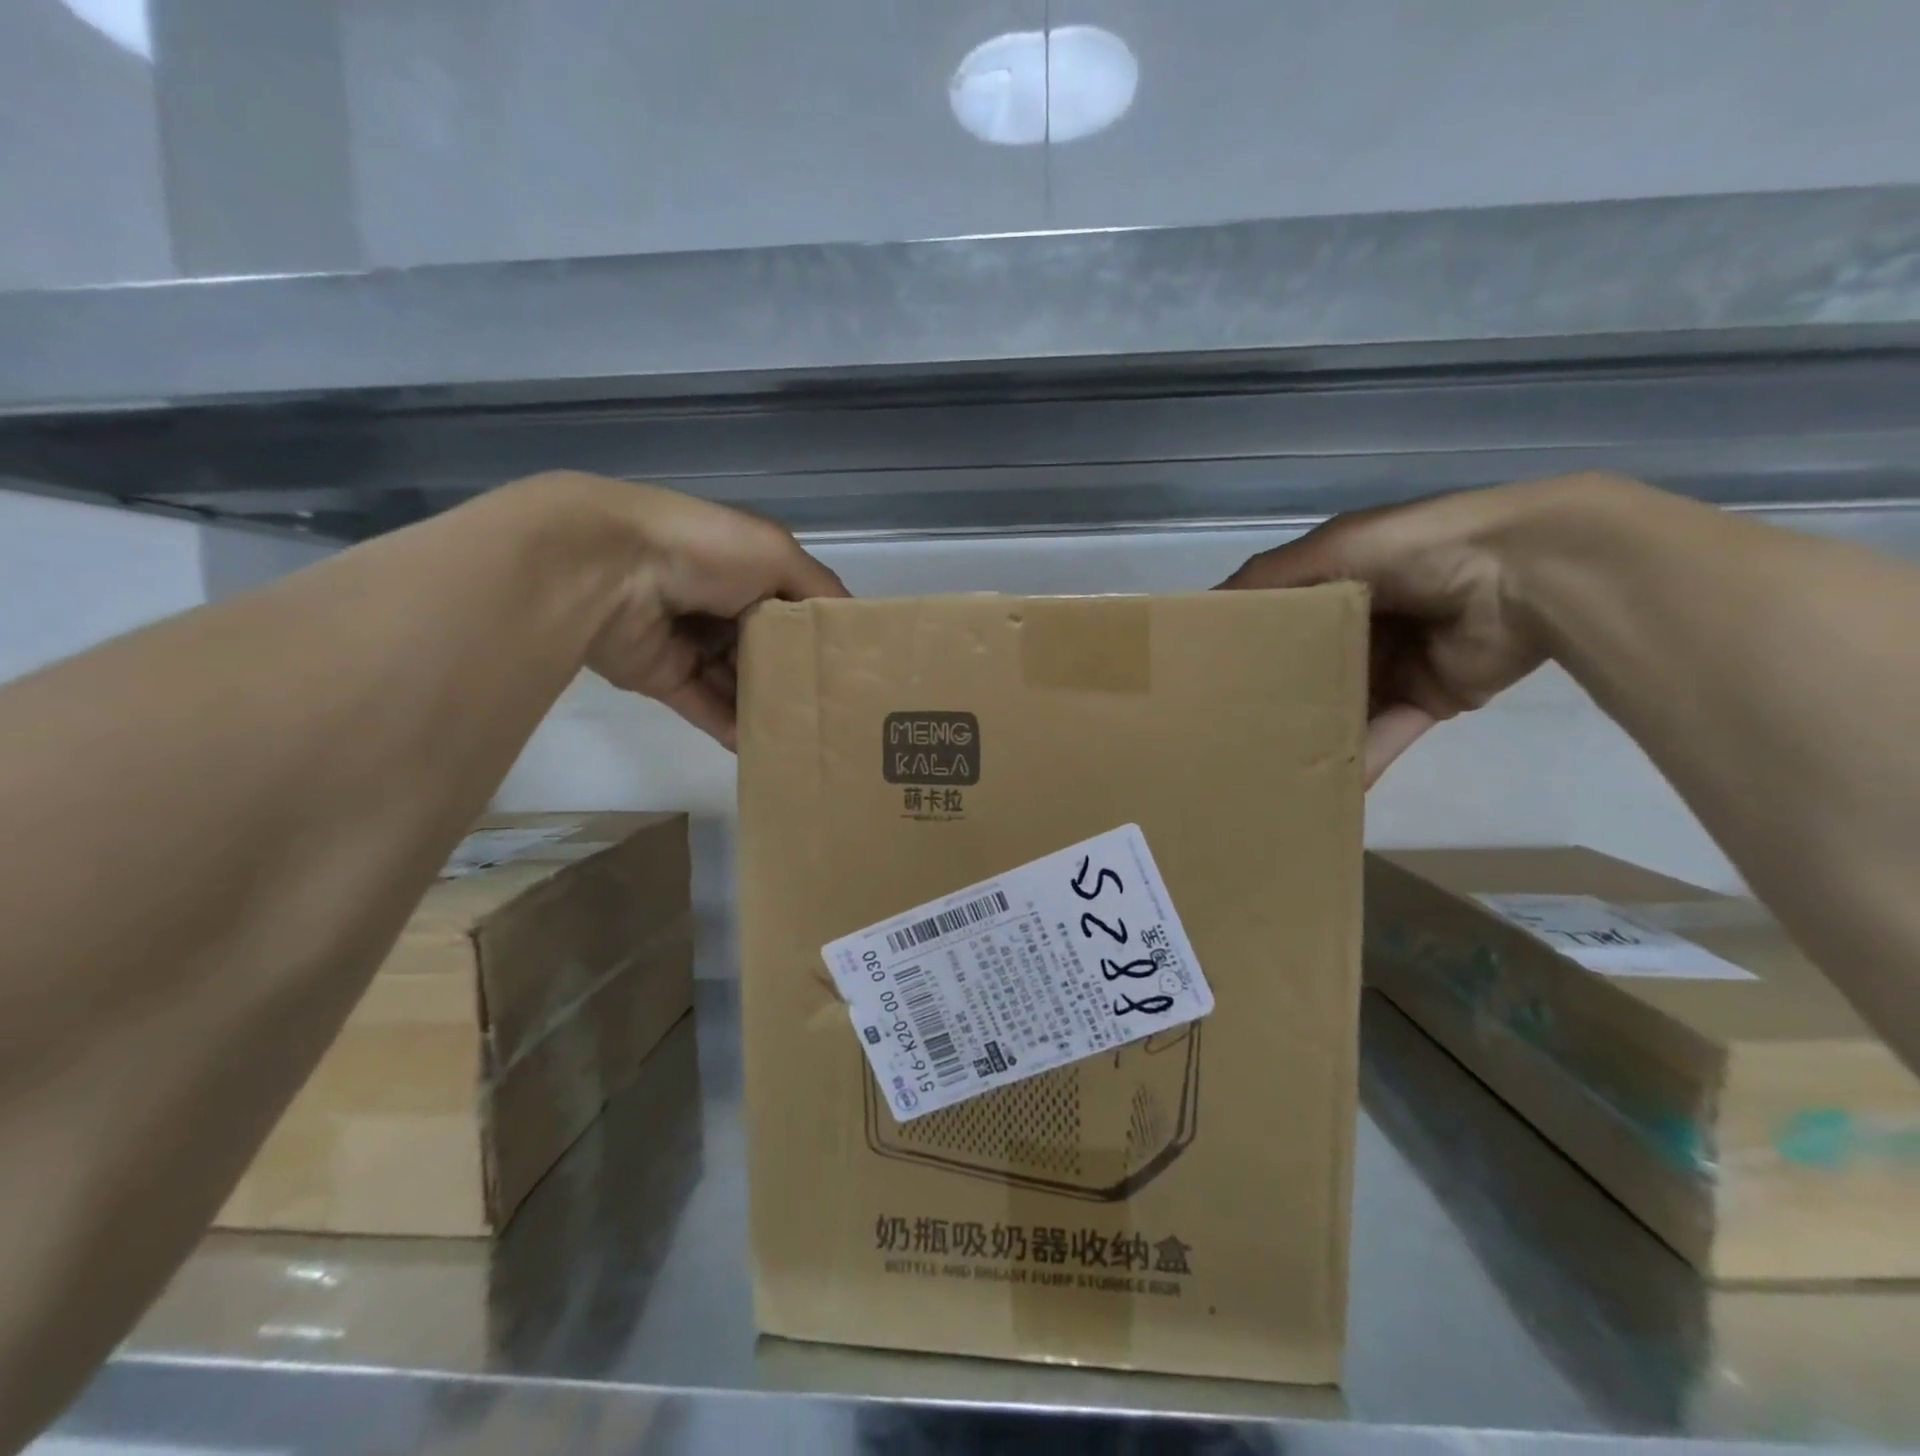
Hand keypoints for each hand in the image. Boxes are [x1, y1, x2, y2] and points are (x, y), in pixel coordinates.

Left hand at [525, 473, 847, 746]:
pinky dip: (734, 728)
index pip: (794, 608)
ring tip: (810, 737)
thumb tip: (854, 627)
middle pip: (769, 650)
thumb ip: (819, 592)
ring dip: (769, 707)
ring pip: (740, 683)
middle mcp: (722, 605)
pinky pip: (707, 708)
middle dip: (798, 678)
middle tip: (837, 714)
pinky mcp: (665, 677)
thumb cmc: (706, 552)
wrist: (610, 568)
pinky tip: (767, 748)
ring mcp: (692, 643)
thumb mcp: (778, 555)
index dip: (821, 636)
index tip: (854, 670)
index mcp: (747, 569)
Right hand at [1219, 476, 1615, 784]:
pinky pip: (1386, 734)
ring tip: (1265, 766)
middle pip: (1309, 666)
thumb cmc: (1414, 551)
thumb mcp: (1332, 549)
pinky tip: (1322, 788)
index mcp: (1339, 581)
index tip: (1206, 675)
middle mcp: (1364, 622)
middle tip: (1227, 730)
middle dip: (1274, 695)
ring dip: (1312, 731)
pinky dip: (1360, 759)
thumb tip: (1204, 608)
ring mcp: (1397, 663)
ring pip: (1343, 705)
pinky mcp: (1430, 699)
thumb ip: (1269, 578)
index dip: (1247, 642)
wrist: (1525, 574)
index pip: (1282, 617)